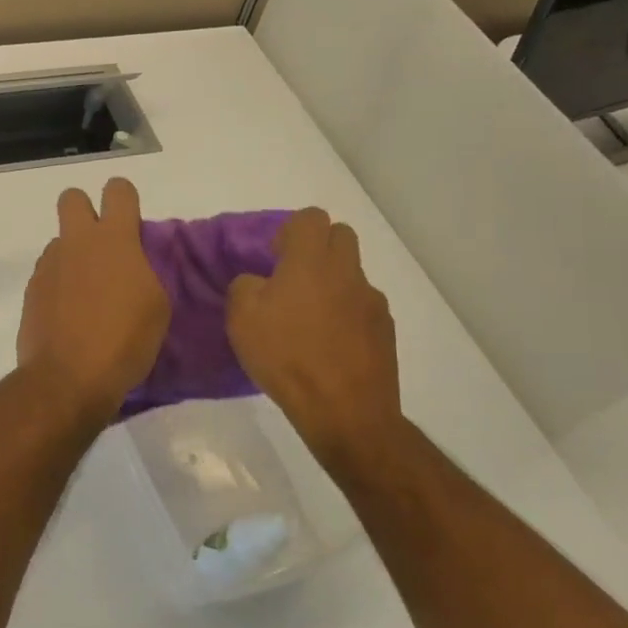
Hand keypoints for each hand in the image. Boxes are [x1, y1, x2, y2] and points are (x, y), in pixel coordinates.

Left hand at [16, 178, 169, 426]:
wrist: (68, 378)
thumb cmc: (124, 341)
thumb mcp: (156, 305)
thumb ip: (143, 271)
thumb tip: (129, 264)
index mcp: (114, 239)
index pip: (118, 190)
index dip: (124, 199)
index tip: (131, 223)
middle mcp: (76, 242)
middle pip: (72, 198)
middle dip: (85, 210)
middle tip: (101, 246)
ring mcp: (48, 265)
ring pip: (59, 242)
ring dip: (73, 256)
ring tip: (87, 295)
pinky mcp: (31, 290)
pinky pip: (48, 273)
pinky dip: (59, 286)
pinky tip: (69, 315)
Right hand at [226, 209, 401, 457]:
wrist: (344, 410)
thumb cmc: (286, 356)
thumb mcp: (241, 318)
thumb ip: (244, 286)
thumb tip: (258, 282)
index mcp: (311, 260)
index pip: (311, 217)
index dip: (290, 231)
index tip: (274, 258)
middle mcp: (347, 272)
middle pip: (340, 235)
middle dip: (317, 248)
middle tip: (292, 279)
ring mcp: (372, 301)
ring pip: (352, 274)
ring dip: (332, 284)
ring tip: (310, 321)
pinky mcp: (386, 330)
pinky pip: (363, 307)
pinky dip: (347, 316)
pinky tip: (330, 346)